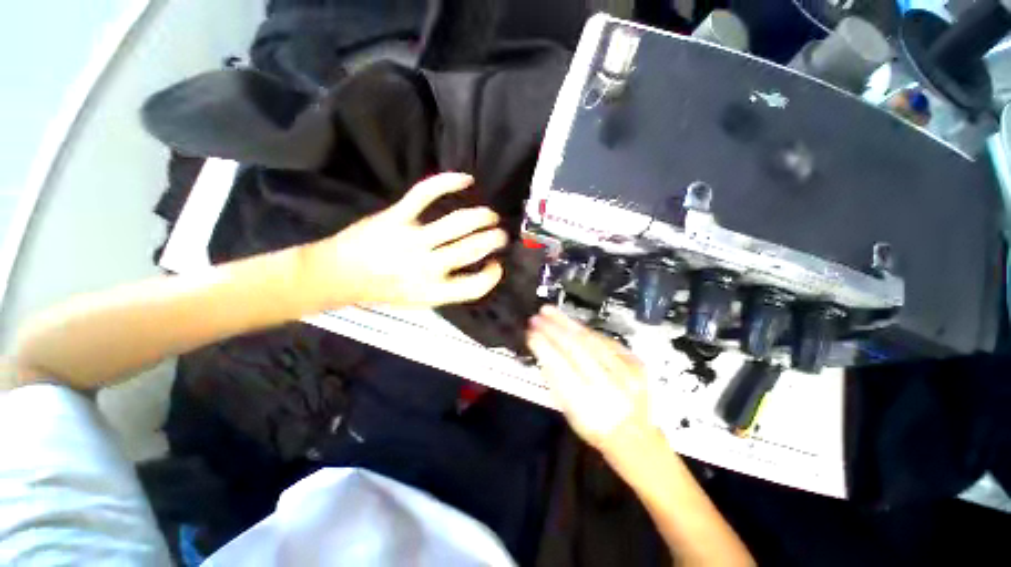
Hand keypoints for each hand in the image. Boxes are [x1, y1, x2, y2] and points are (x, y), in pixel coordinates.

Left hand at [304, 173, 507, 307]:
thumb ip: (449, 288)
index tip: (495, 265)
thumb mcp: (420, 301)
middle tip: (500, 235)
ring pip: (458, 222)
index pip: (475, 287)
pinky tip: (466, 180)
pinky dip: (448, 182)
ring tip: (490, 216)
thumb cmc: (384, 290)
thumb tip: (477, 266)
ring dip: (482, 216)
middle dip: (494, 239)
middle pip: (472, 248)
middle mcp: (426, 267)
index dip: (492, 276)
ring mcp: (411, 239)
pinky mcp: (396, 216)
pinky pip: (426, 193)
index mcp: (432, 291)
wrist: (340, 274)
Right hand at [527, 305, 655, 455]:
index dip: (544, 347)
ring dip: (567, 324)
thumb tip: (542, 348)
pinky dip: (584, 330)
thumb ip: (555, 378)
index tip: (530, 333)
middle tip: (536, 317)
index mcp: (588, 404)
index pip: (561, 367)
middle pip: (577, 349)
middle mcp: (609, 386)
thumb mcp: (568, 410)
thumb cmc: (594, 425)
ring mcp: (626, 372)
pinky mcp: (635, 361)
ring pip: (591, 340)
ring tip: (549, 312)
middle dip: (553, 330)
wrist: (635, 434)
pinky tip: (570, 323)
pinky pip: (604, 339)